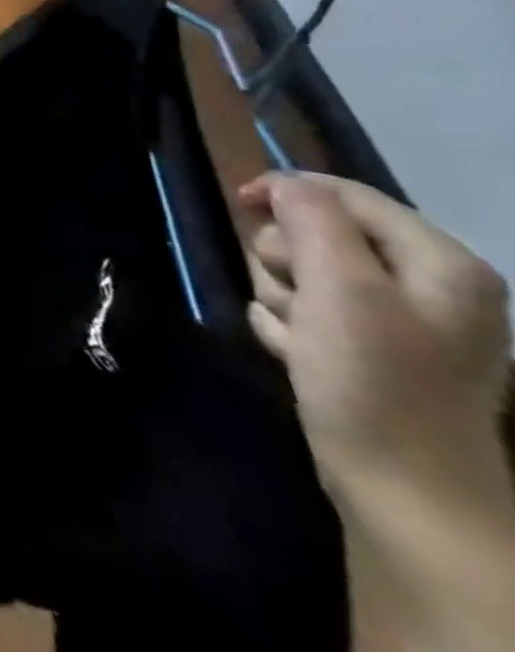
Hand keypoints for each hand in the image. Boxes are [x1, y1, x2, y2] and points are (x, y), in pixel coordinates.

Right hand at [240, 172, 510, 496]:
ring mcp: (393, 323)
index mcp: (438, 264)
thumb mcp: (340, 287)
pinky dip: (287, 328)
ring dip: (281, 297)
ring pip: (299, 273)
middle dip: (286, 260)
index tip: (240, 203)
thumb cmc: (375, 380)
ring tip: (299, 337)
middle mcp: (424, 286)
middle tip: (295, 297)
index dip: (288, 190)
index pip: (345, 193)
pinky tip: (299, 357)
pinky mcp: (362, 351)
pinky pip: (299, 312)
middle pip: (315, 233)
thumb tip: (284, 185)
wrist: (404, 493)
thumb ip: (312, 219)